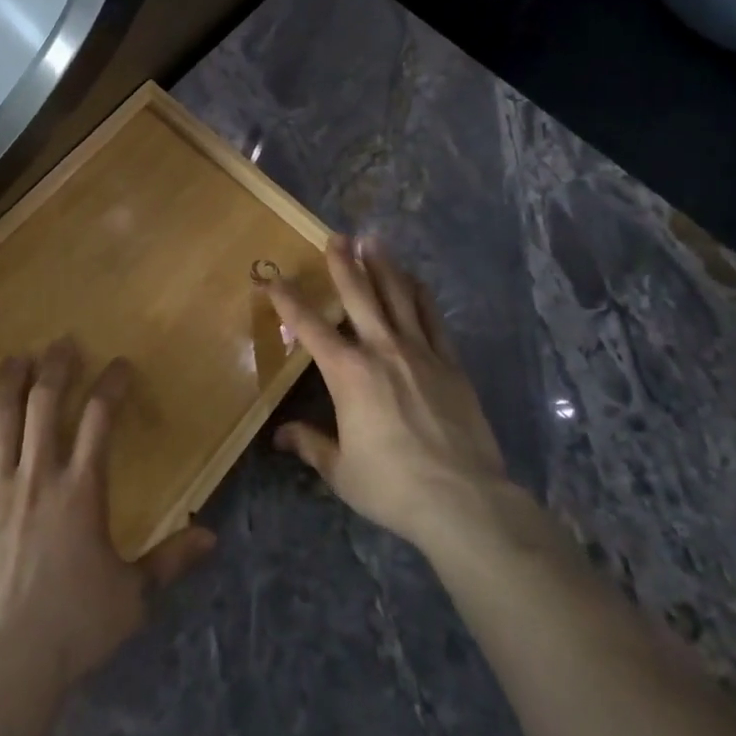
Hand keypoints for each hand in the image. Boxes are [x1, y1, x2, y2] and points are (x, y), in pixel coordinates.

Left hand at [0, 340, 214, 693]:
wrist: (3, 667)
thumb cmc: (73, 628)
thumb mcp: (132, 597)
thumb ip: (170, 560)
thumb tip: (212, 536)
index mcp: (82, 489)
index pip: (101, 418)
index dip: (111, 384)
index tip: (118, 365)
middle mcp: (38, 475)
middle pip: (46, 403)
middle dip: (56, 367)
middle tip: (62, 343)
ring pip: (2, 418)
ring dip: (11, 382)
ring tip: (17, 358)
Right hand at [268, 236, 512, 557]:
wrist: (463, 500)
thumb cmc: (392, 485)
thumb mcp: (341, 470)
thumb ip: (311, 444)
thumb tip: (281, 436)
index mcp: (347, 372)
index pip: (309, 326)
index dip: (287, 299)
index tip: (272, 277)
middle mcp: (381, 349)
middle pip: (359, 294)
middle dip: (343, 263)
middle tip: (336, 236)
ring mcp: (419, 352)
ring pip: (398, 296)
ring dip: (383, 266)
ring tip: (373, 241)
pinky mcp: (450, 363)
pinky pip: (432, 318)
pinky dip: (420, 295)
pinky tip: (415, 280)